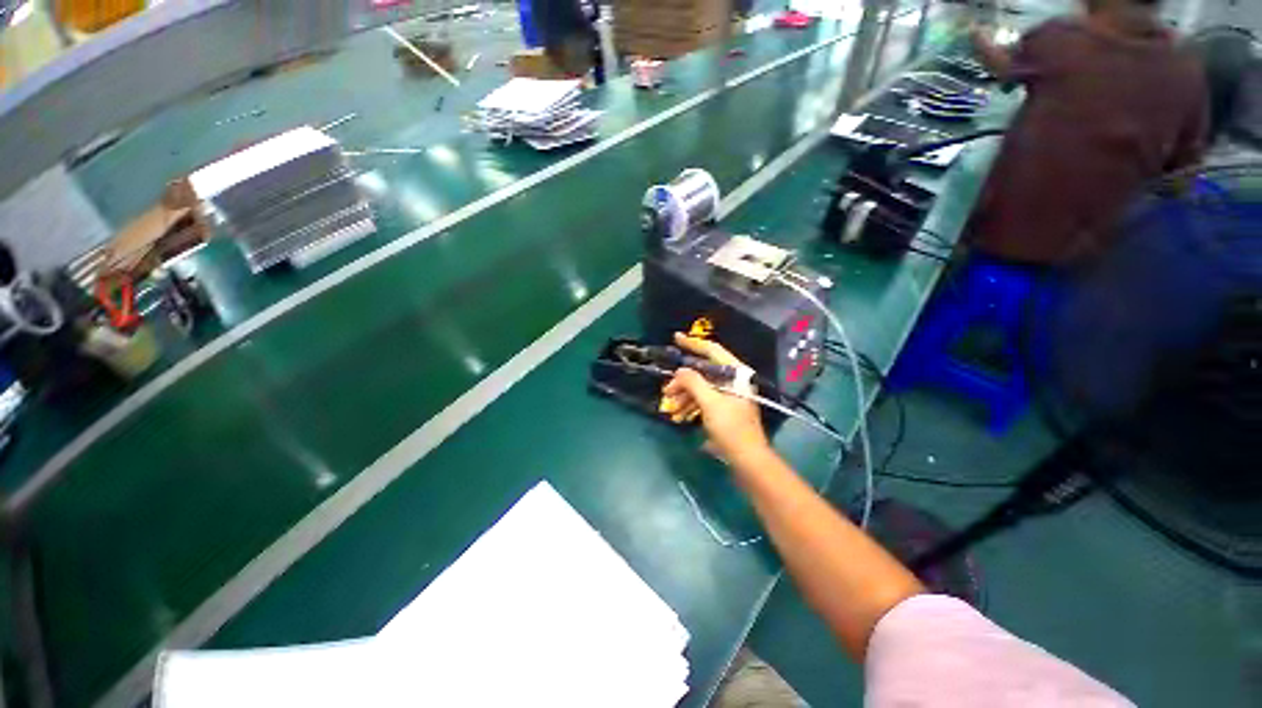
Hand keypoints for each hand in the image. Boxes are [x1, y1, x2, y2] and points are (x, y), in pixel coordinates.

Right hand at [661, 333, 770, 465]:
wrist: (748, 460)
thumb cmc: (731, 428)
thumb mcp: (710, 403)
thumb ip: (693, 382)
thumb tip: (680, 371)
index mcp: (735, 374)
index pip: (712, 350)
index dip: (693, 343)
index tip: (675, 338)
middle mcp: (734, 381)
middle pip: (704, 372)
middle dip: (683, 381)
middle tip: (666, 391)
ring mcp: (729, 395)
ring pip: (702, 387)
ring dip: (685, 396)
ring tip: (671, 408)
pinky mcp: (725, 409)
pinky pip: (705, 400)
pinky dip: (692, 405)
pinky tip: (680, 416)